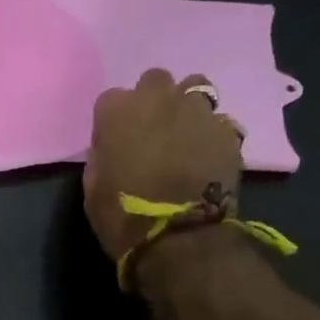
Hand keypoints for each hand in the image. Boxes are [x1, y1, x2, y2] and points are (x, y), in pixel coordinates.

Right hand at [82, 69, 245, 264]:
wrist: (179, 238)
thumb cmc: (123, 218)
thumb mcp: (93, 191)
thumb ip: (101, 159)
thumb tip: (110, 149)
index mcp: (118, 112)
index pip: (110, 101)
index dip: (112, 123)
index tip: (114, 145)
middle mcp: (159, 98)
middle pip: (154, 81)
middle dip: (152, 102)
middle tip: (152, 133)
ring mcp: (197, 110)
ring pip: (194, 89)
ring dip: (186, 107)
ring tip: (185, 136)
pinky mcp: (226, 130)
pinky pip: (217, 121)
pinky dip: (211, 134)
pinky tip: (206, 156)